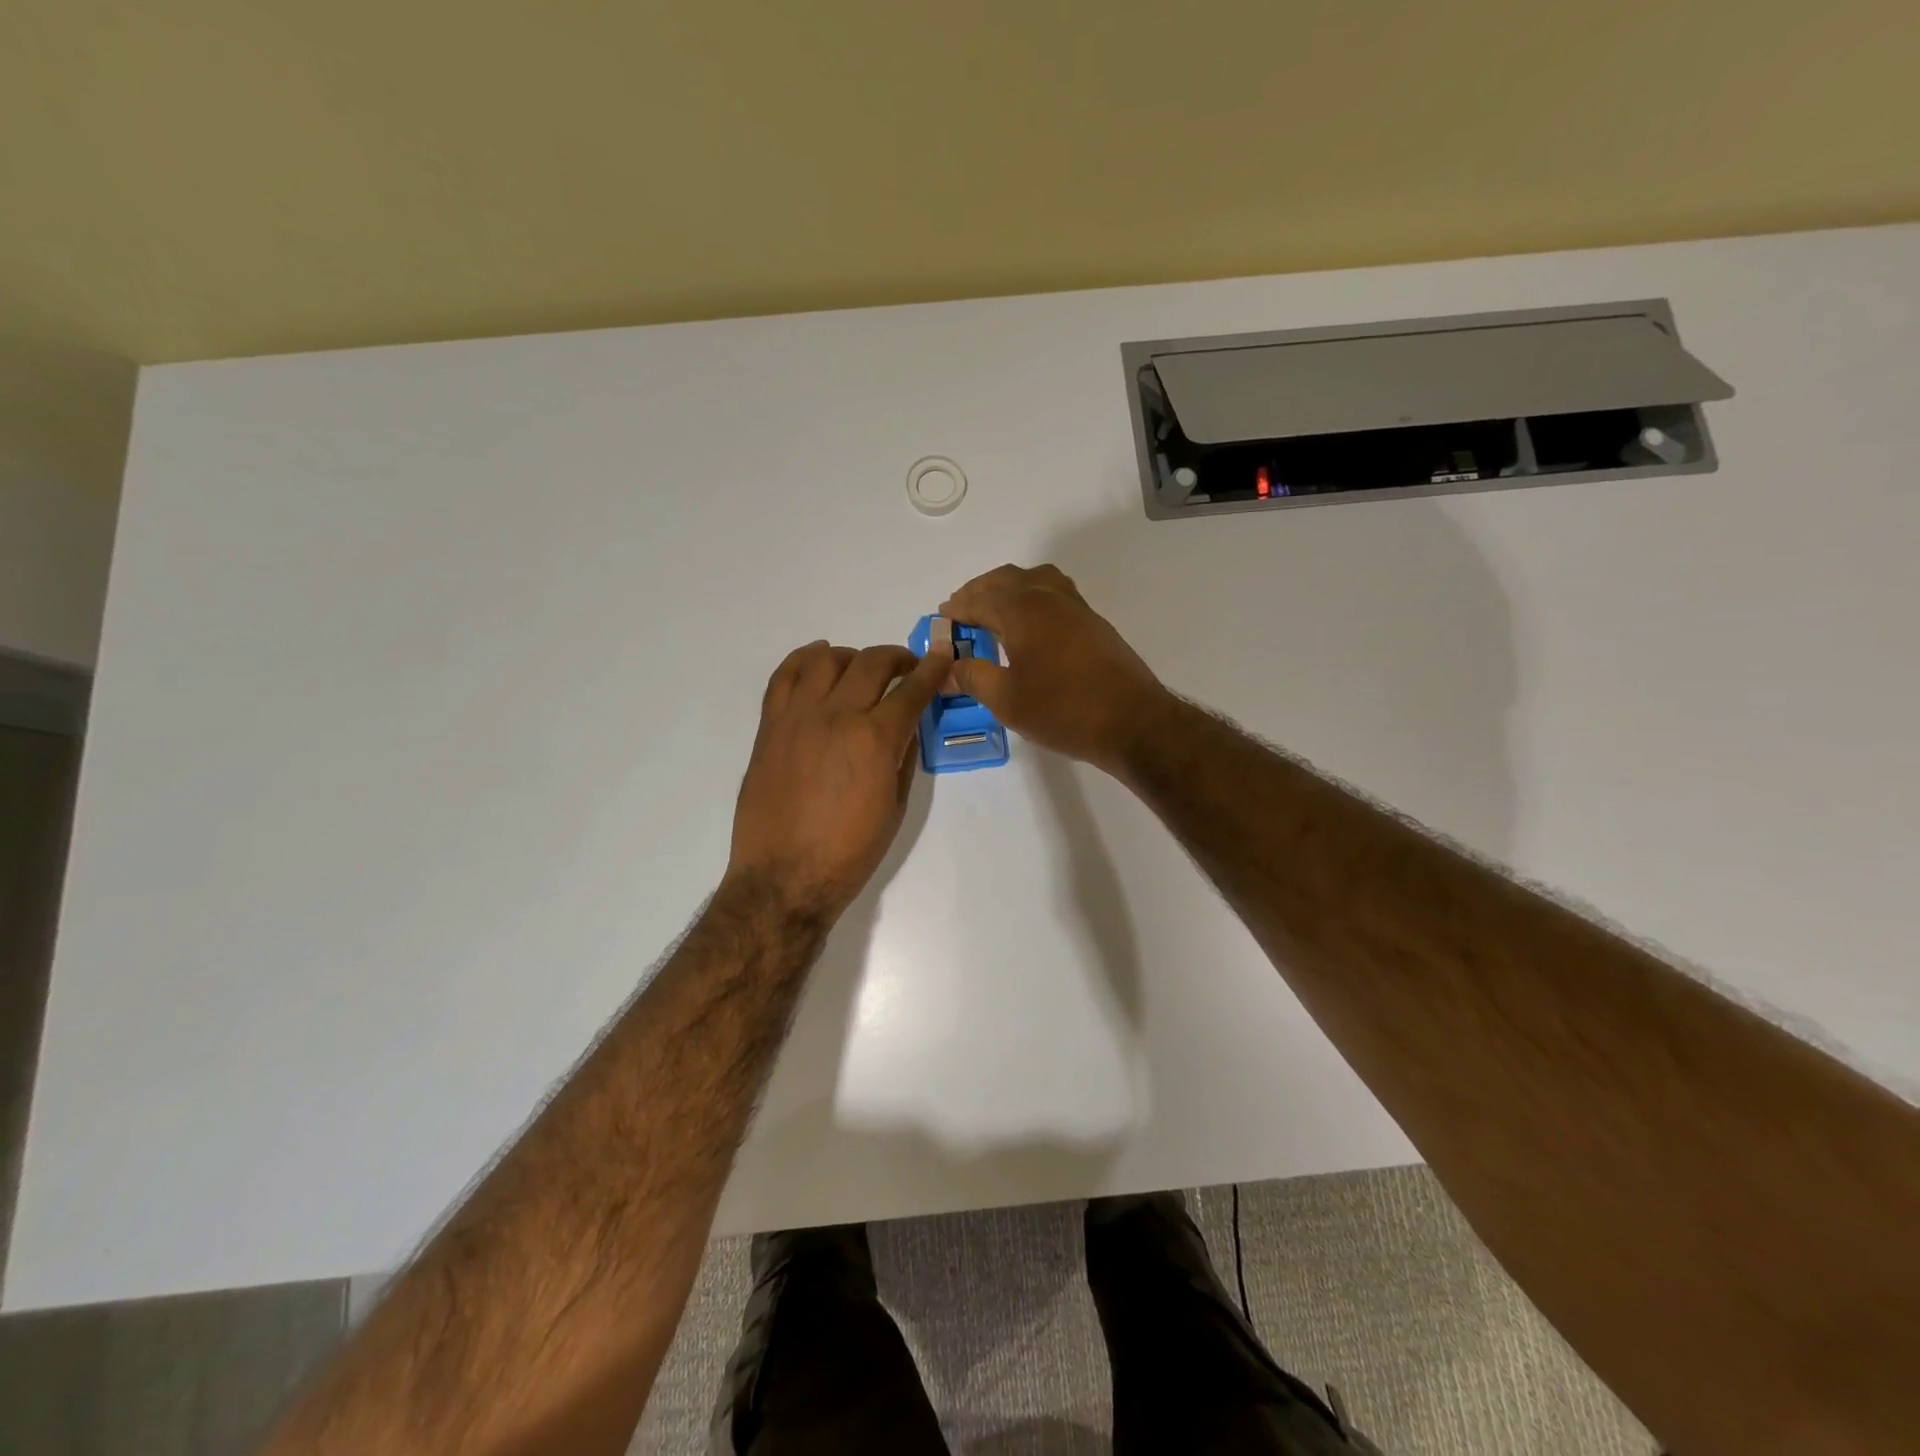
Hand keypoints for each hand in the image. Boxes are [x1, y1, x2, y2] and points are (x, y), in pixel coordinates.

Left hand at [727, 638, 951, 917]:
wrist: (784, 877)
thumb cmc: (849, 852)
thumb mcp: (895, 806)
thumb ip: (903, 756)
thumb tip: (908, 724)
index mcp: (874, 739)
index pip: (912, 689)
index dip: (932, 669)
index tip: (942, 657)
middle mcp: (836, 716)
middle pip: (871, 663)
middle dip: (897, 658)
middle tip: (907, 668)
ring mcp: (797, 717)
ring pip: (826, 660)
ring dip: (852, 657)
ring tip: (860, 670)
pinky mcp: (770, 727)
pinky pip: (784, 676)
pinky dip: (804, 659)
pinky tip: (818, 661)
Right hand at [940, 564, 1170, 773]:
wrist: (1132, 722)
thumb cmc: (1063, 710)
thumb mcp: (1007, 700)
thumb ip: (973, 677)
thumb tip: (948, 667)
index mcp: (1022, 610)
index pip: (980, 600)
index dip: (958, 609)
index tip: (941, 617)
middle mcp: (1048, 597)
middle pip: (1007, 580)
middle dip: (980, 592)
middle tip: (962, 611)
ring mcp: (1075, 607)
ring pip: (1034, 580)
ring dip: (1009, 588)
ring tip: (994, 610)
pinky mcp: (1093, 623)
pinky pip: (1054, 593)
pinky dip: (1032, 597)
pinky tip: (1030, 624)